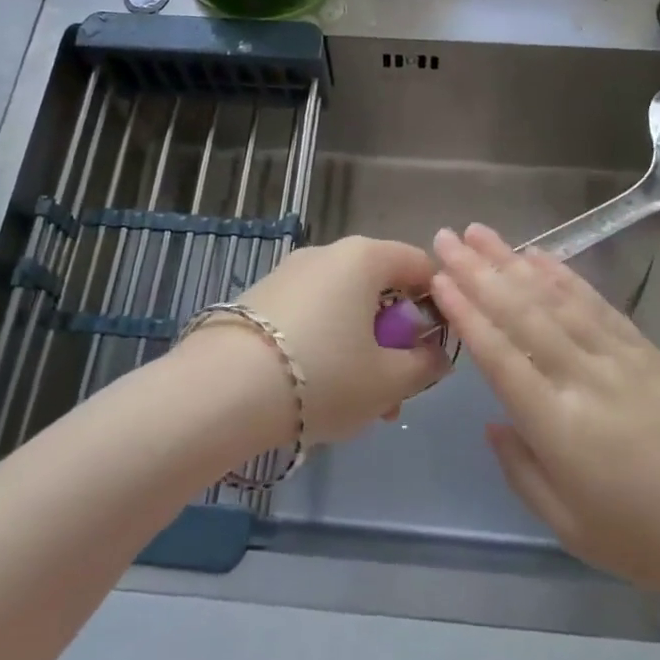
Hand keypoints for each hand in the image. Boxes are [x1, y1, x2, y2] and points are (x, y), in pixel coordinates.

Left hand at [190, 236, 448, 447]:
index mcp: (364, 258)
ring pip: (344, 306)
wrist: (221, 392)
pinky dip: (326, 345)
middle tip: (397, 389)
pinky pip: (311, 315)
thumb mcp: (388, 381)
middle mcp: (327, 253)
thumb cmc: (322, 377)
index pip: (419, 265)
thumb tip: (434, 353)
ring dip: (362, 348)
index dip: (437, 303)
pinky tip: (317, 391)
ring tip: (360, 405)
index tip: (435, 346)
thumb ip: (424, 365)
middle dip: (395, 338)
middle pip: (379, 288)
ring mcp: (289, 273)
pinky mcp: (261, 298)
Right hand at [431, 224, 659, 610]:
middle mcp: (585, 378)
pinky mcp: (646, 349)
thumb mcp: (573, 530)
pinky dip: (564, 275)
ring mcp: (619, 357)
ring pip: (555, 298)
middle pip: (522, 313)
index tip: (439, 278)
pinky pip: (596, 303)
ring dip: (513, 261)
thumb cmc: (652, 540)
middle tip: (445, 237)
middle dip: (479, 271)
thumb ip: (523, 472)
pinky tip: (540, 255)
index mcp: (560, 427)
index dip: (467, 313)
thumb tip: (493, 422)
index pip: (501, 356)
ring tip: (480, 233)